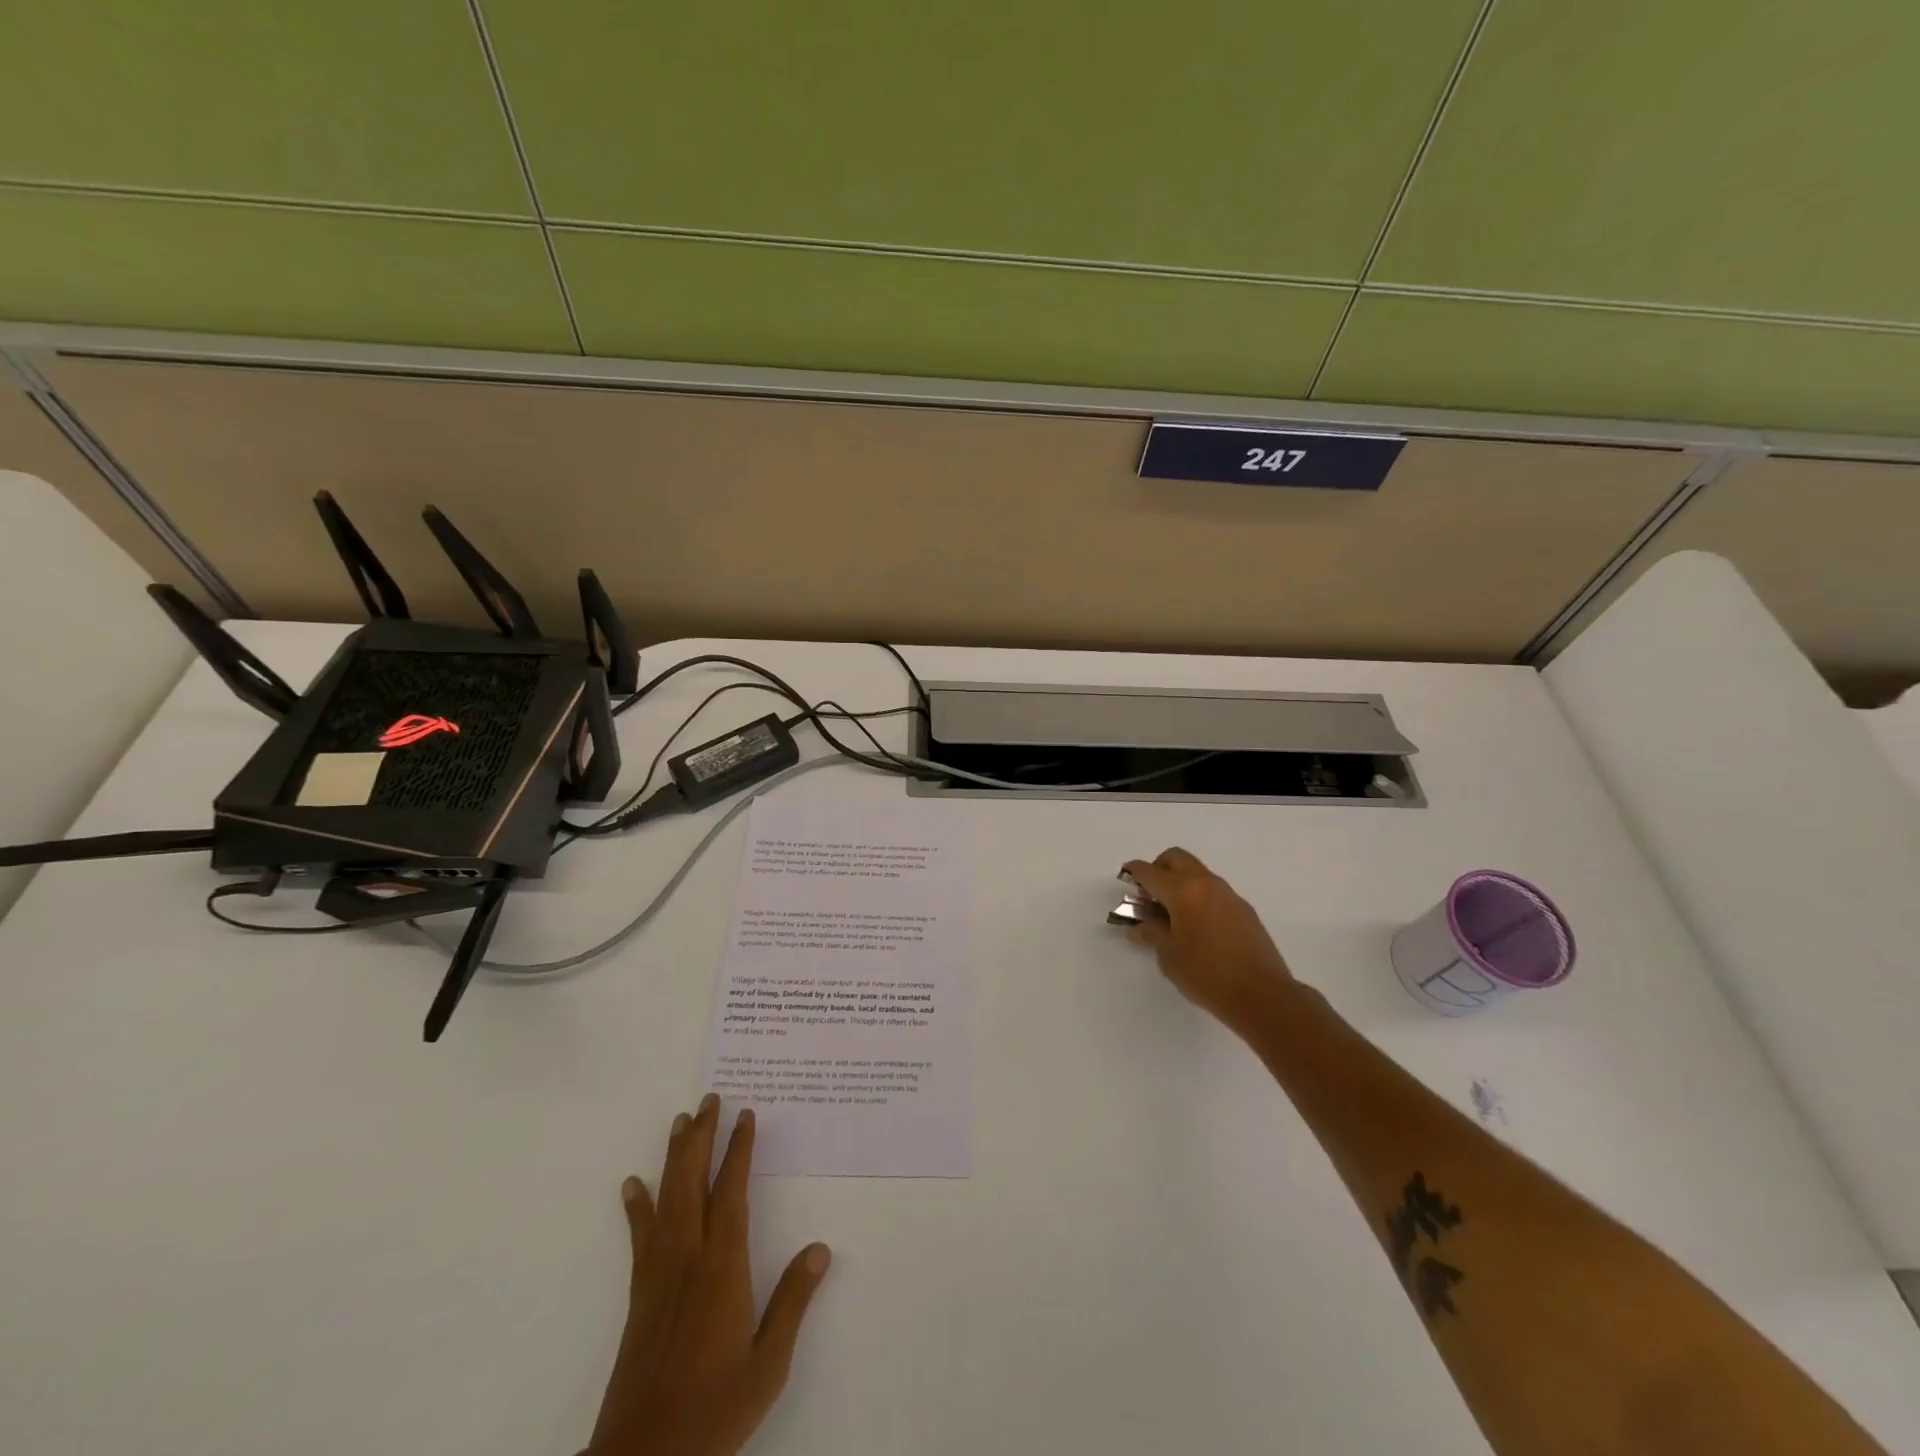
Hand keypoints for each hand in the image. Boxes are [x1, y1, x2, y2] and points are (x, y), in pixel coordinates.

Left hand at [588, 1095, 831, 1455]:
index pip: (731, 1193)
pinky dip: (637, 1206)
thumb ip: (792, 1302)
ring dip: (673, 1157)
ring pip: (667, 1199)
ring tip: (679, 1121)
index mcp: (723, 1269)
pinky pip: (640, 1237)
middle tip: (709, 1099)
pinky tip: (634, 1184)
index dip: (738, 1151)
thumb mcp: (768, 1364)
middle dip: (701, 1137)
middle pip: (693, 1183)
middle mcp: (688, 1259)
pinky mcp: (639, 1294)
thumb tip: (820, 1249)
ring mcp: (659, 1274)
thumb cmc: (714, 1410)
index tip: (745, 1115)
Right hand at [1121, 848, 1295, 1030]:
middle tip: (1149, 895)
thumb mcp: (1169, 956)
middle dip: (1158, 869)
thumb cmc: (1207, 975)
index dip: (1133, 872)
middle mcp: (1206, 884)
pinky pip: (1214, 892)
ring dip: (1180, 883)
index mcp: (1183, 891)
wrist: (1263, 996)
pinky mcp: (1244, 910)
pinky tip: (1196, 927)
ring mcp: (1229, 895)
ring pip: (1197, 873)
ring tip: (1171, 915)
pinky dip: (1198, 897)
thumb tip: (1139, 926)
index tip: (1125, 877)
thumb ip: (1151, 934)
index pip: (1150, 872)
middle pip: (1176, 859)